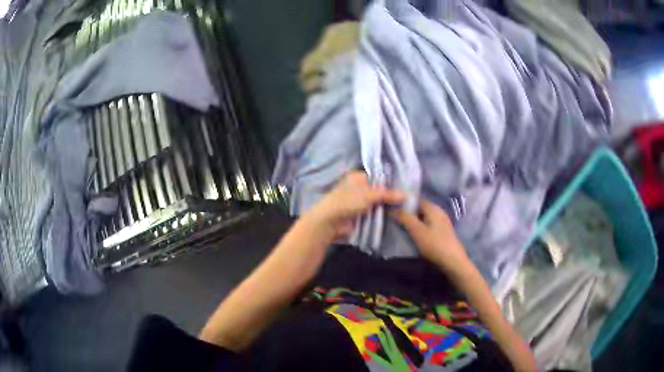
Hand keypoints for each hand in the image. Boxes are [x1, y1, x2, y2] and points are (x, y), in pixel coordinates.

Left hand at [305, 171, 404, 238]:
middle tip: (408, 199)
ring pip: (377, 203)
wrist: (330, 221)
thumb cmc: (347, 202)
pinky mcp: (359, 215)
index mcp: (358, 177)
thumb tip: (406, 195)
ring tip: (405, 208)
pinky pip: (373, 214)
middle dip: (389, 196)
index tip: (405, 186)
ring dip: (386, 207)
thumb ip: (388, 195)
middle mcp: (359, 188)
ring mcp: (359, 202)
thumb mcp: (369, 195)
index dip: (390, 182)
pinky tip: (395, 216)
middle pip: (378, 191)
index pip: (378, 177)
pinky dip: (380, 216)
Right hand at [390, 198, 470, 273]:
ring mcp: (442, 223)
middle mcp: (439, 212)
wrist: (453, 262)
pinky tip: (414, 235)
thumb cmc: (434, 244)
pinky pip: (428, 226)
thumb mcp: (417, 231)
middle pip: (420, 208)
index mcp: (433, 208)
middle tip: (394, 218)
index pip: (417, 199)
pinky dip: (420, 228)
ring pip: (424, 218)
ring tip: (401, 227)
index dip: (404, 201)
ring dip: (414, 221)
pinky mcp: (443, 233)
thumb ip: (404, 218)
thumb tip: (392, 208)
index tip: (392, 206)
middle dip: (408, 212)